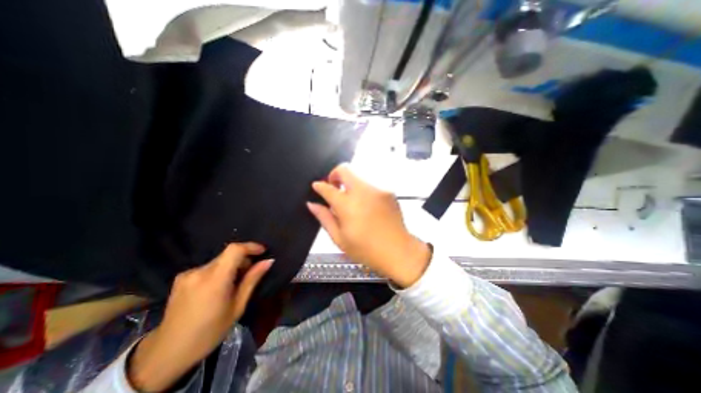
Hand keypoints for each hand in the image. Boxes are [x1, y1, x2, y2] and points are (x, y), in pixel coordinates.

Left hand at [128, 245, 272, 391]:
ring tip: (233, 284)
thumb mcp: (237, 307)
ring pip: (219, 260)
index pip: (234, 249)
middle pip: (228, 254)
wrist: (167, 353)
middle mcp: (199, 272)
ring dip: (231, 266)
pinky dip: (219, 271)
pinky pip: (208, 267)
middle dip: (243, 260)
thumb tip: (268, 261)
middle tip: (249, 274)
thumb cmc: (209, 332)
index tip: (262, 252)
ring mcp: (187, 274)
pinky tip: (217, 288)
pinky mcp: (181, 277)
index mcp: (214, 280)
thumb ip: (252, 280)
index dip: (250, 246)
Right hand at [307, 164, 429, 286]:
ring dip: (350, 184)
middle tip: (333, 187)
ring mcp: (377, 189)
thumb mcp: (340, 238)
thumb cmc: (367, 249)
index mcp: (347, 205)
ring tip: (351, 202)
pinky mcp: (388, 191)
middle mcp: (363, 192)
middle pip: (345, 169)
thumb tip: (312, 204)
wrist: (398, 251)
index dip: (319, 186)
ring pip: (358, 176)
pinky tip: (365, 206)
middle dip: (335, 175)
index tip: (317, 187)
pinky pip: (370, 185)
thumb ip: (324, 217)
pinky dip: (363, 191)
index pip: (328, 188)